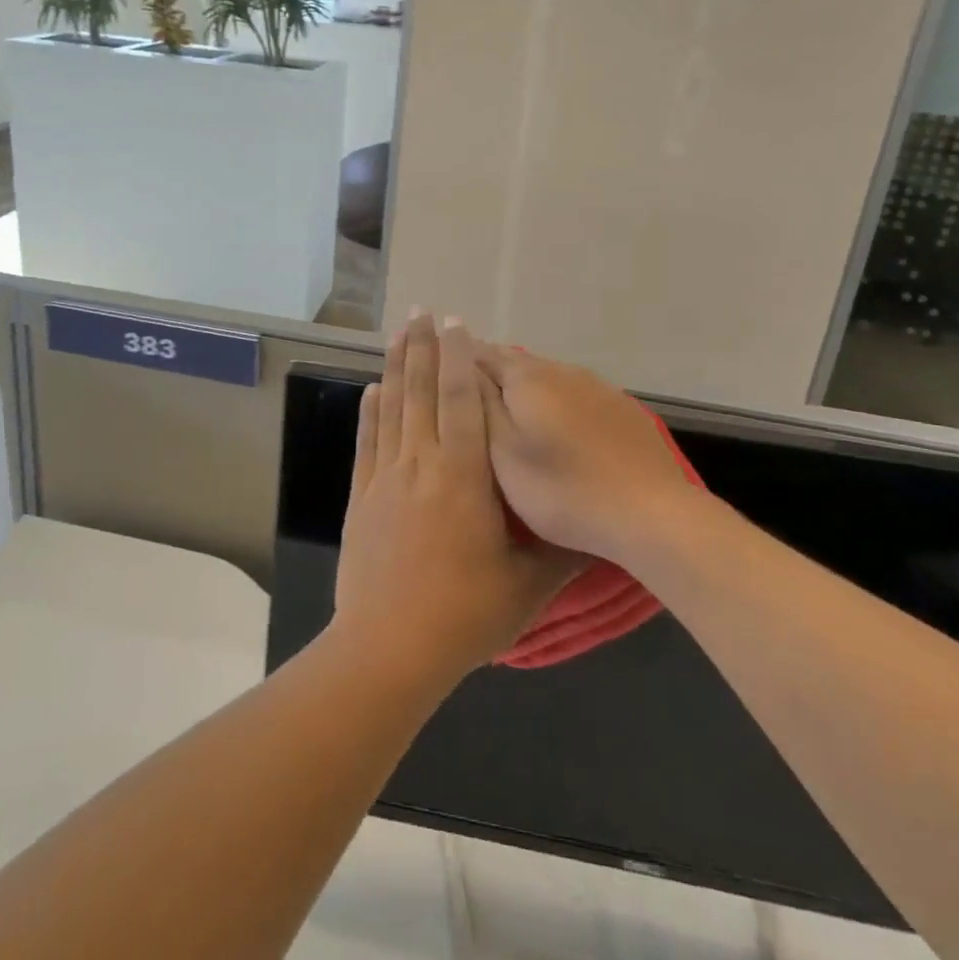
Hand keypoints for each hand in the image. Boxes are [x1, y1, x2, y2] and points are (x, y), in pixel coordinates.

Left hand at [332, 314, 584, 690]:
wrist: (389, 649)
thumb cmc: (465, 615)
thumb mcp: (528, 585)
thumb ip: (562, 550)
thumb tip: (596, 525)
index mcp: (463, 476)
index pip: (462, 401)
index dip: (460, 358)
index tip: (456, 322)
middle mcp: (421, 463)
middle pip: (421, 391)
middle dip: (423, 347)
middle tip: (420, 309)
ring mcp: (386, 477)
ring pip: (392, 408)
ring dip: (396, 367)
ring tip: (398, 333)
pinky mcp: (362, 497)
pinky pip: (367, 441)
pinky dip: (370, 411)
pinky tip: (371, 389)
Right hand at [475, 344, 702, 565]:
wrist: (649, 512)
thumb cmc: (561, 489)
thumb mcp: (502, 453)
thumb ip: (477, 405)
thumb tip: (458, 365)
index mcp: (525, 378)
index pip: (478, 353)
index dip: (455, 359)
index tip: (437, 371)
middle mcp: (560, 370)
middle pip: (515, 361)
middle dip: (489, 371)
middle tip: (469, 395)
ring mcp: (596, 385)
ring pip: (548, 376)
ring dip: (525, 387)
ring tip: (510, 412)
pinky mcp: (622, 407)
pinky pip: (577, 393)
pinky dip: (558, 402)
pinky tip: (560, 426)